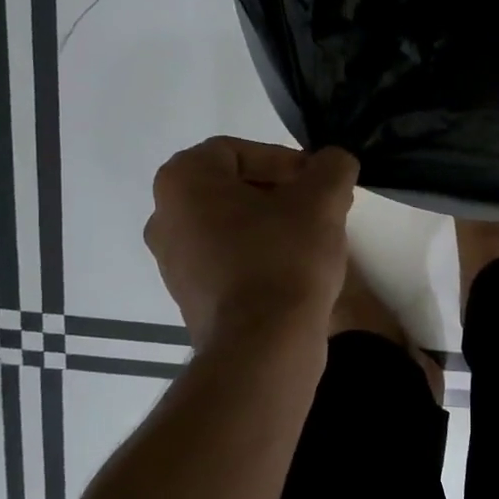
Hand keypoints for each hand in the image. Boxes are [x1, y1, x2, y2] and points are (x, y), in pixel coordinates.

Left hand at [145, 138, 358, 346]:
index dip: (284, 160)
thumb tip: (334, 162)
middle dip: (280, 192)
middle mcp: (164, 217)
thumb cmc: (284, 258)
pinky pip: (227, 262)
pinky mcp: (190, 298)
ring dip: (271, 225)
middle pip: (231, 189)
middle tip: (320, 207)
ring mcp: (173, 263)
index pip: (237, 151)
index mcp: (182, 182)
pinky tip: (294, 272)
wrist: (262, 347)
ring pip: (230, 226)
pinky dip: (258, 257)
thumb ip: (332, 167)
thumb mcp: (322, 200)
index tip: (318, 181)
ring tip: (312, 240)